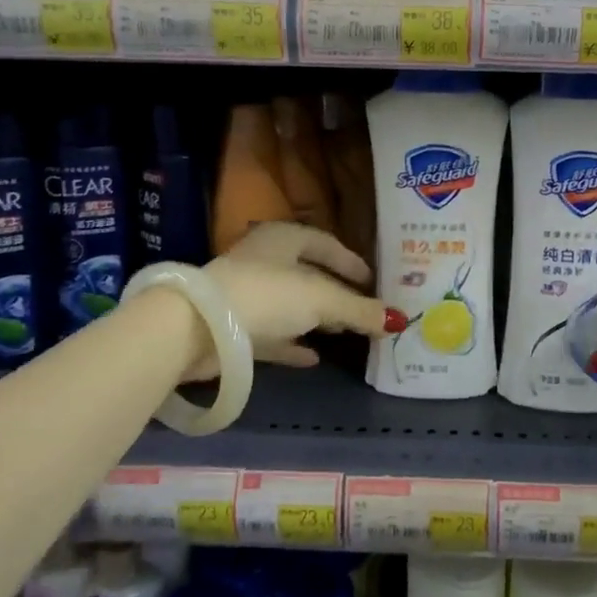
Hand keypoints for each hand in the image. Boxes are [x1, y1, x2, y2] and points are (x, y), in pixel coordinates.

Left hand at [193, 222, 399, 378]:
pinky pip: (272, 333)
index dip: (350, 261)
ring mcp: (246, 293)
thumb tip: (398, 320)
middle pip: (307, 274)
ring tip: (342, 332)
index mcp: (283, 238)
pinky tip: (313, 358)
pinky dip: (293, 343)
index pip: (325, 243)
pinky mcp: (234, 327)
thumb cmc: (267, 295)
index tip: (372, 280)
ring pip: (289, 304)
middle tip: (361, 309)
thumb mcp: (322, 300)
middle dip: (335, 292)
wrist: (199, 327)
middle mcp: (263, 260)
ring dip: (315, 318)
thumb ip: (359, 310)